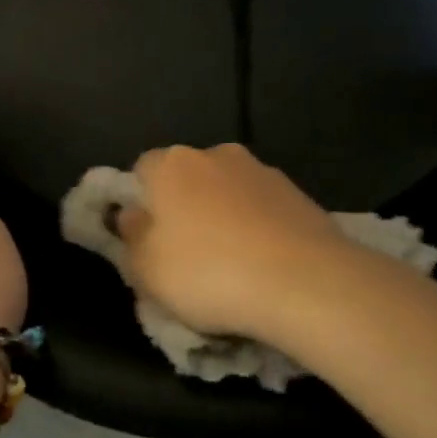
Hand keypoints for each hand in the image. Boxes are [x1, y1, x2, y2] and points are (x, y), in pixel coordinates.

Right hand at [115, 144, 357, 340]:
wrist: (304, 282)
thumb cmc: (209, 273)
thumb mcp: (147, 271)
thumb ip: (132, 238)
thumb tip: (132, 216)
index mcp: (172, 165)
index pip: (142, 170)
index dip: (141, 203)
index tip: (147, 239)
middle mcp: (216, 155)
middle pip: (188, 178)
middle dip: (185, 208)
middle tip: (187, 255)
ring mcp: (262, 171)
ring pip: (228, 192)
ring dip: (224, 217)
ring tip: (232, 264)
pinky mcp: (298, 193)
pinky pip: (262, 208)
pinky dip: (258, 227)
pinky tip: (264, 263)